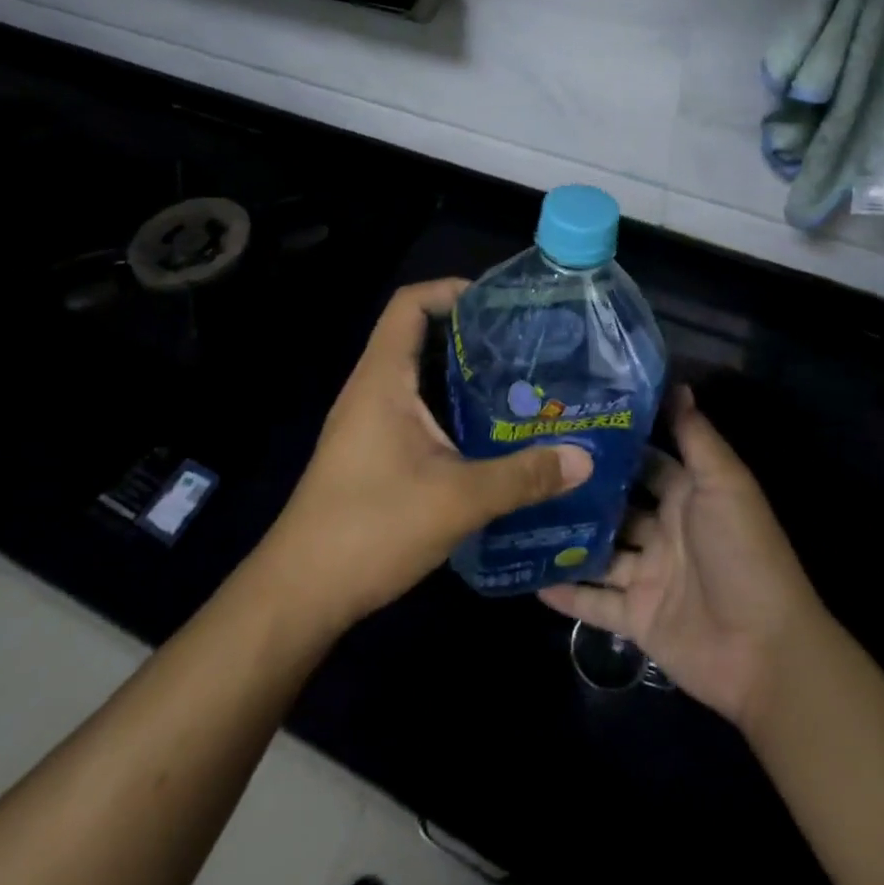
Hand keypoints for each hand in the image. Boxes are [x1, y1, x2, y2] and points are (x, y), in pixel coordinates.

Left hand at [259, 279, 594, 632]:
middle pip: (419, 336)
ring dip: (463, 375)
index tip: (499, 304)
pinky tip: (488, 435)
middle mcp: (372, 390)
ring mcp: (368, 422)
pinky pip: (416, 410)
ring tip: (518, 384)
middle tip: (525, 346)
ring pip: (419, 377)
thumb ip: (522, 477)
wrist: (300, 593)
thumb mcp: (457, 501)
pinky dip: (451, 408)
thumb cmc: (371, 528)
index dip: (450, 290)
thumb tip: (584, 459)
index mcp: (382, 379)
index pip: (409, 304)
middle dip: (470, 334)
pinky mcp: (373, 452)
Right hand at [541, 388, 822, 730]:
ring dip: (568, 537)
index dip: (616, 443)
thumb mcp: (723, 483)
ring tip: (518, 512)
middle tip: (531, 462)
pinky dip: (566, 592)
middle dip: (582, 488)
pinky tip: (527, 574)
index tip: (571, 420)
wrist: (765, 651)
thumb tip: (677, 384)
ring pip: (600, 551)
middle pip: (616, 505)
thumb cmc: (743, 553)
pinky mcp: (637, 619)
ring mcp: (649, 577)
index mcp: (688, 497)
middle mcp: (666, 532)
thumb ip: (696, 437)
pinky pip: (594, 603)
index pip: (646, 461)